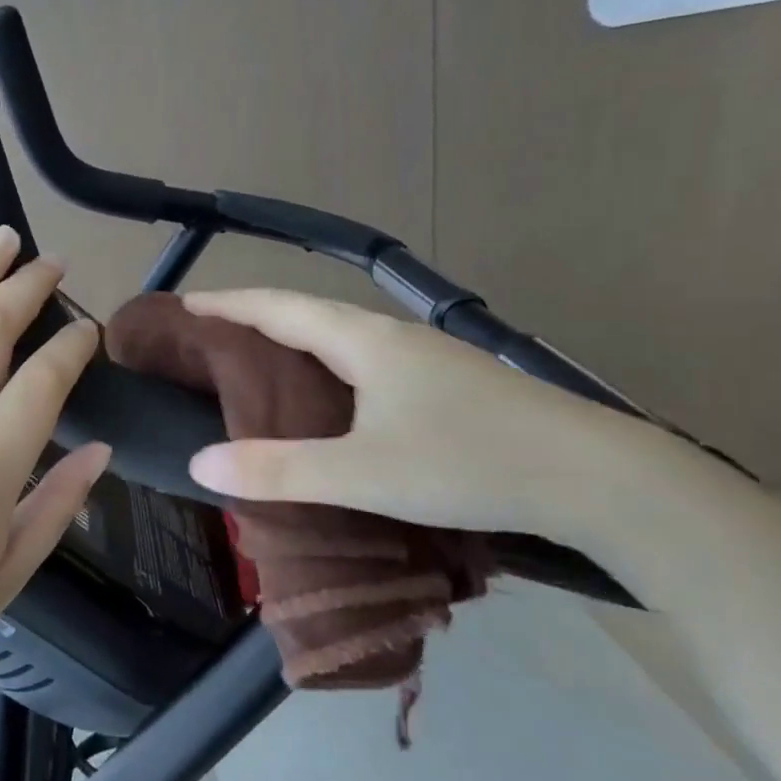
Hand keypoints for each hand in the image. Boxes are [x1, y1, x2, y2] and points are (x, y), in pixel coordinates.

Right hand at [181, 289, 632, 540]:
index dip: (229, 305)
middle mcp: (393, 337)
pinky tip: (336, 397)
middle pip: (310, 314)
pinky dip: (331, 367)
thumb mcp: (363, 474)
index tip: (185, 305)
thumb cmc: (469, 464)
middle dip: (257, 318)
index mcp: (364, 342)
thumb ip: (280, 470)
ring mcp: (428, 359)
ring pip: (344, 338)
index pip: (279, 308)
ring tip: (262, 362)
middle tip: (213, 336)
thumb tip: (200, 463)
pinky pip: (369, 361)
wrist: (595, 476)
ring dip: (297, 340)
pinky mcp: (451, 384)